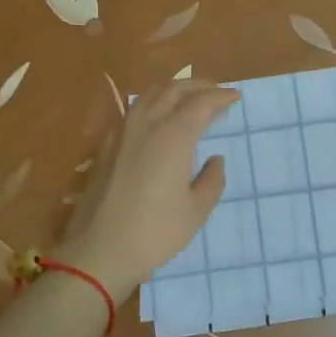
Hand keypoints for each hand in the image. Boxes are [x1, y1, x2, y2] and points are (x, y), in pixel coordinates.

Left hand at [57, 79, 238, 299]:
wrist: (99, 251)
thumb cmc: (155, 232)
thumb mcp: (196, 211)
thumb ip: (211, 180)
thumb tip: (215, 159)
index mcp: (174, 136)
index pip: (201, 103)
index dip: (221, 96)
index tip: (236, 97)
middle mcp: (147, 125)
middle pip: (173, 89)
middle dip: (197, 85)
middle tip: (215, 92)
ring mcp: (122, 134)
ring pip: (149, 95)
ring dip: (172, 90)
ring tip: (188, 99)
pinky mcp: (106, 147)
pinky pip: (133, 111)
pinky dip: (152, 104)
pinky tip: (156, 120)